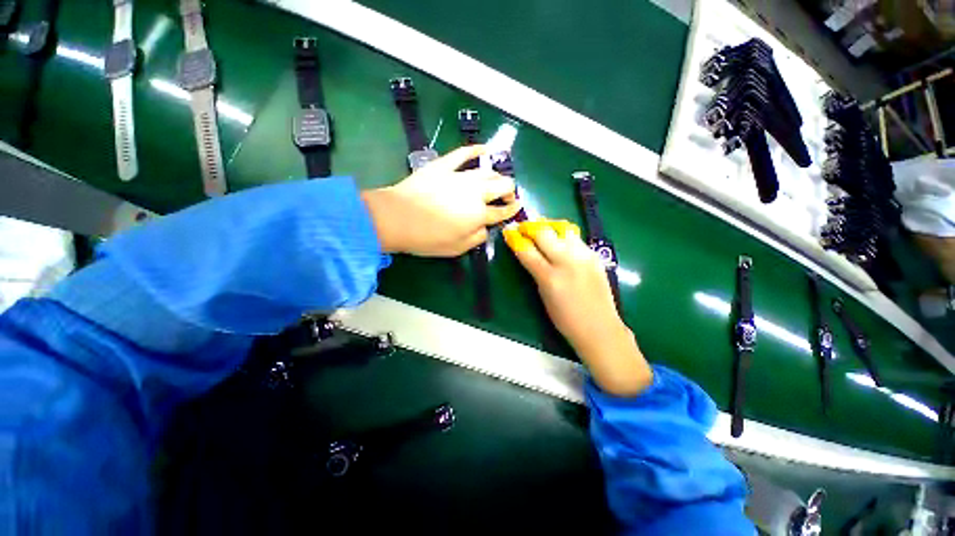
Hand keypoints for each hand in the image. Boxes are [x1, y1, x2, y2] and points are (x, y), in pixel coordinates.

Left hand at [362, 145, 520, 256]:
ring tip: (497, 180)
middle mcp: (475, 193)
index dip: (512, 210)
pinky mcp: (444, 165)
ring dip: (497, 176)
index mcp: (479, 215)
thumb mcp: (457, 248)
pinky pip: (463, 154)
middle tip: (507, 196)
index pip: (502, 211)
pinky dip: (476, 150)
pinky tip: (485, 149)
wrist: (397, 219)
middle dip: (510, 191)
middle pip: (502, 186)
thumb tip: (486, 228)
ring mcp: (460, 176)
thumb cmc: (427, 238)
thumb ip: (477, 238)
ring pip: (488, 171)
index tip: (516, 208)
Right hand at [504, 220, 651, 396]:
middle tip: (523, 227)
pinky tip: (559, 243)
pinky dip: (563, 236)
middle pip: (544, 232)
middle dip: (530, 226)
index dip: (515, 239)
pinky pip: (575, 238)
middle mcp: (568, 261)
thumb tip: (527, 251)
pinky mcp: (595, 255)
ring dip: (548, 227)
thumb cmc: (565, 319)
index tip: (508, 231)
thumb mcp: (543, 295)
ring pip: (562, 229)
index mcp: (550, 277)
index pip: (527, 250)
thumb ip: (535, 271)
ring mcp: (584, 256)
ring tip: (541, 230)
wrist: (600, 327)